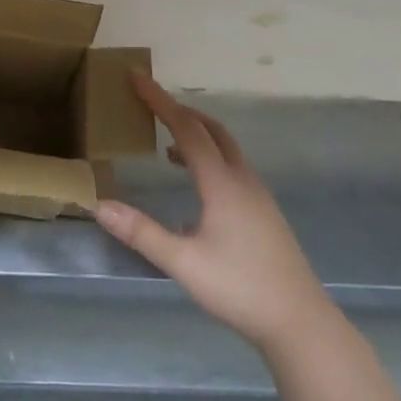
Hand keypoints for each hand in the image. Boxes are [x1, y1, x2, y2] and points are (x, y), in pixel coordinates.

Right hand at [94, 73, 335, 351]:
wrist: (300, 323)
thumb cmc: (240, 289)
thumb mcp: (184, 263)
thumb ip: (142, 233)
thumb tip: (100, 205)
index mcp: (221, 182)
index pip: (186, 129)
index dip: (159, 101)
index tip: (136, 77)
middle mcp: (242, 179)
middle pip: (210, 129)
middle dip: (180, 112)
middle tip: (150, 106)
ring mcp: (258, 196)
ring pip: (225, 148)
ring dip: (197, 135)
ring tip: (168, 146)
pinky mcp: (265, 213)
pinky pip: (233, 167)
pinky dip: (210, 157)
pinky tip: (197, 187)